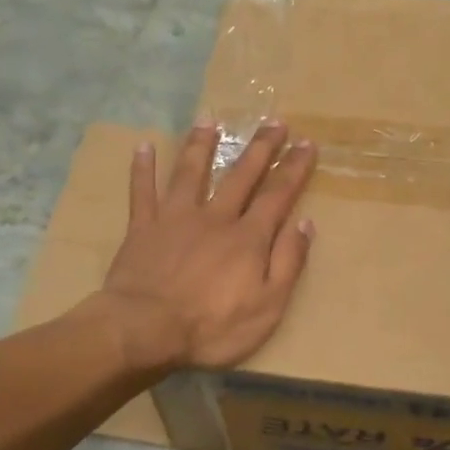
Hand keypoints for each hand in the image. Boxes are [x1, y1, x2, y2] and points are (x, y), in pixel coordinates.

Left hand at [95, 120, 315, 372]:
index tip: (307, 144)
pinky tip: (144, 146)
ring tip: (210, 120)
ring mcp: (175, 219)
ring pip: (191, 173)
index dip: (294, 169)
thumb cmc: (212, 327)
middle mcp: (214, 218)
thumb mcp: (268, 306)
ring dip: (202, 145)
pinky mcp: (142, 229)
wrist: (146, 330)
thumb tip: (305, 223)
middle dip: (260, 148)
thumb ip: (288, 263)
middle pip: (240, 176)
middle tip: (274, 121)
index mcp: (248, 238)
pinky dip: (143, 169)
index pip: (278, 195)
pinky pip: (142, 192)